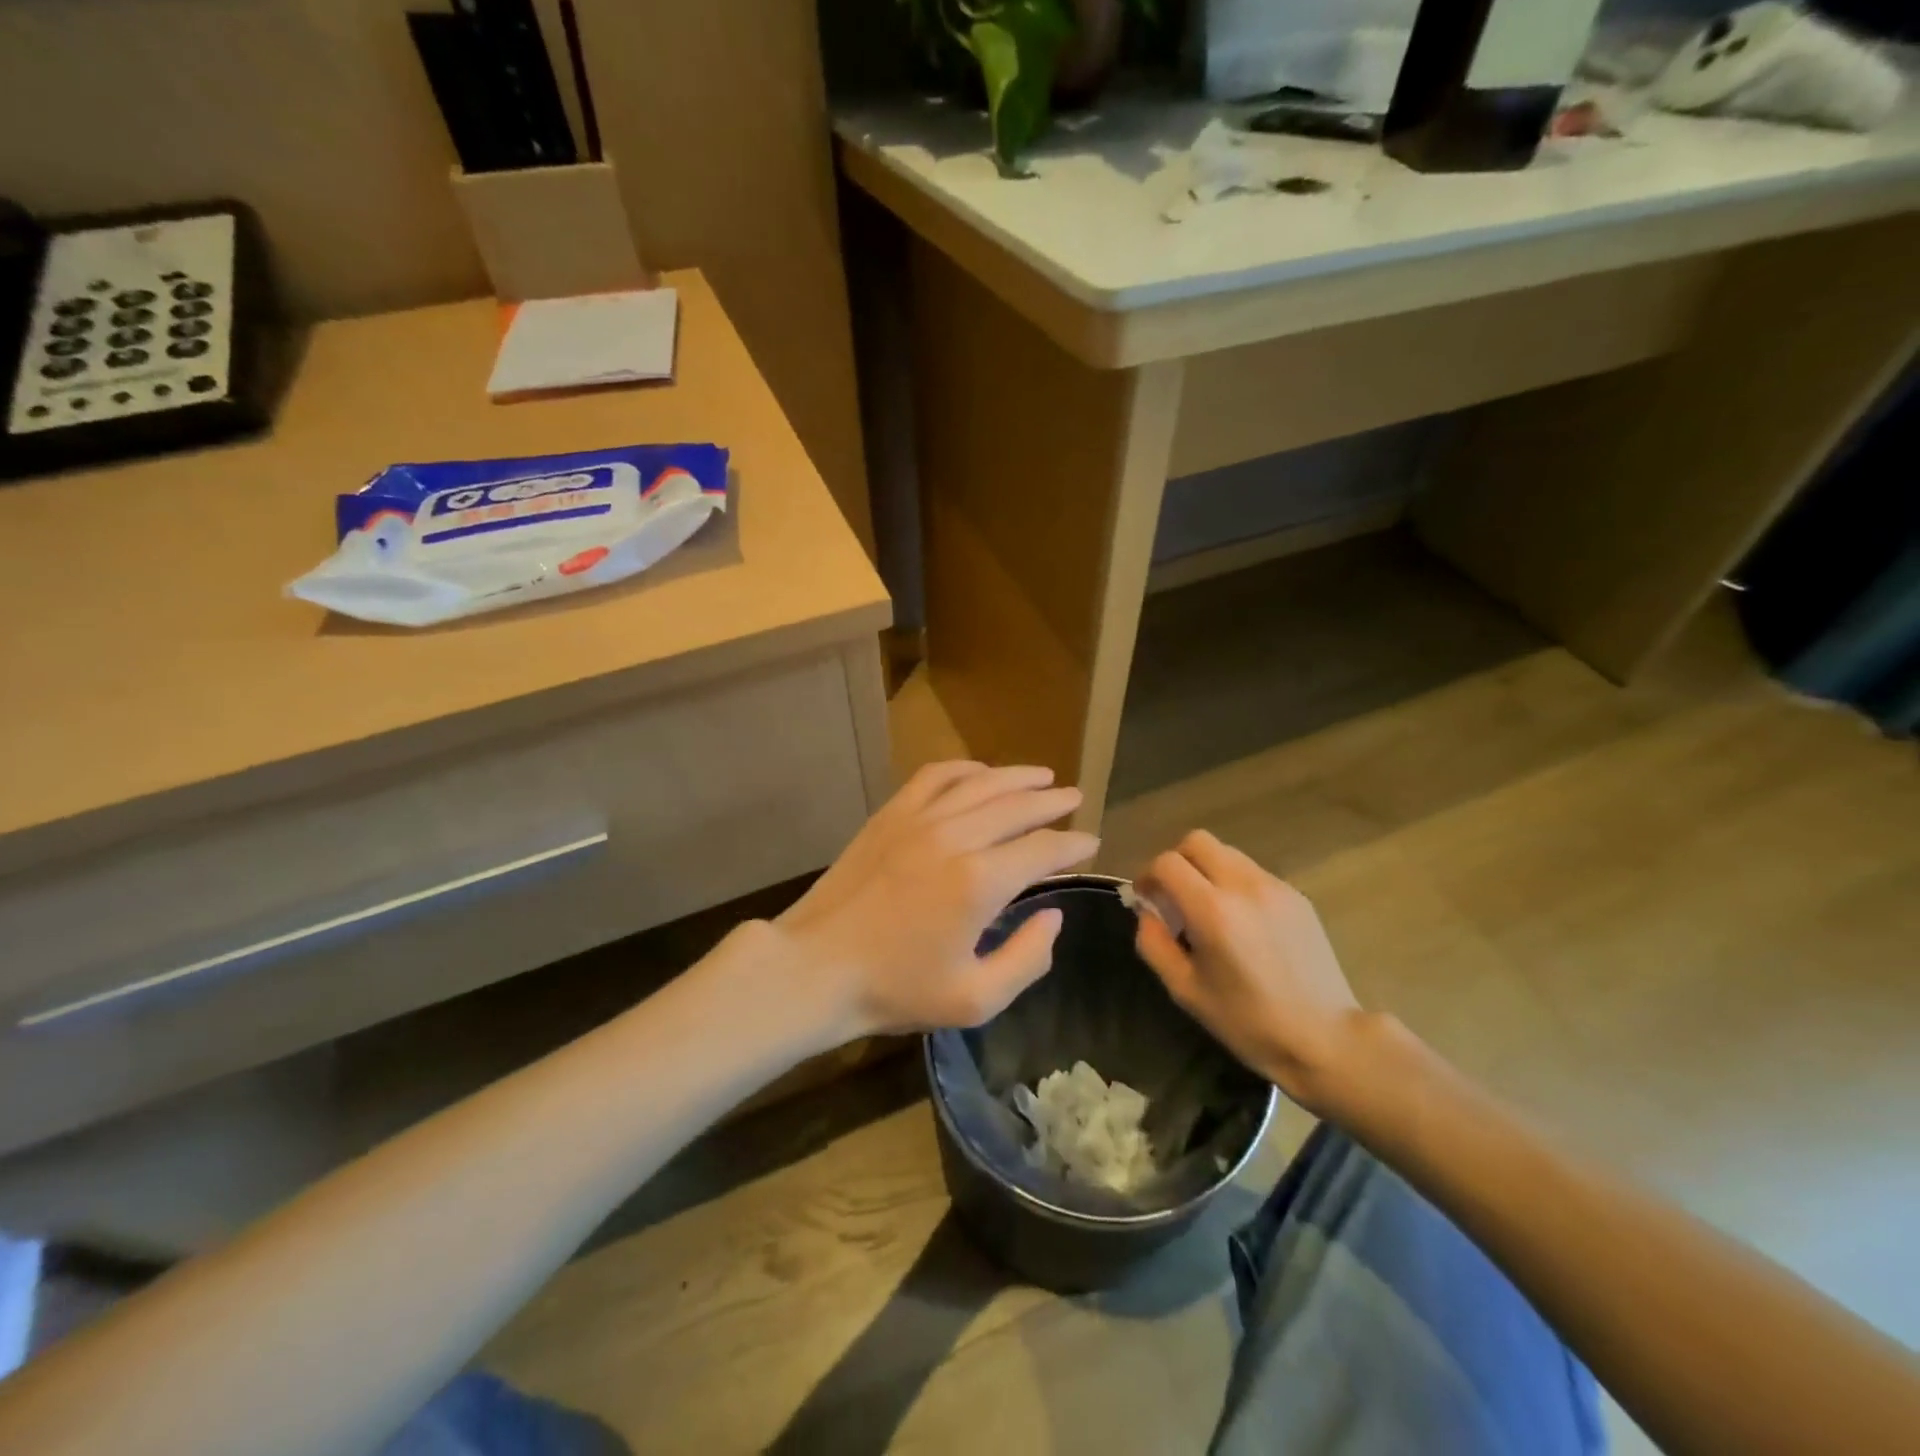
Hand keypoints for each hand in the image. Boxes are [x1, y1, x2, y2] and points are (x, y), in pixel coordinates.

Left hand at [775, 762, 1099, 1041]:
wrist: (817, 968)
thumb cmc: (897, 989)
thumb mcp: (975, 998)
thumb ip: (1027, 958)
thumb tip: (1053, 917)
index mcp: (979, 882)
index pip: (1042, 850)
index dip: (1073, 845)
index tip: (1090, 843)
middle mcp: (954, 837)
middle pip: (1017, 806)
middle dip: (1052, 802)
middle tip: (1075, 798)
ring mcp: (918, 819)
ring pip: (980, 784)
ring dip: (1016, 777)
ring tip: (1042, 776)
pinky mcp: (890, 815)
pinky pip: (934, 776)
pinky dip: (964, 769)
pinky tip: (980, 772)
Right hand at [1133, 830, 1369, 1113]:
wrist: (1326, 1039)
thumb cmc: (1249, 1022)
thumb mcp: (1185, 991)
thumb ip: (1154, 944)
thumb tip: (1148, 913)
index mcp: (1212, 911)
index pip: (1167, 863)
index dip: (1147, 875)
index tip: (1146, 898)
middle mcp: (1244, 886)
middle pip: (1197, 841)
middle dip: (1176, 861)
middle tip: (1173, 895)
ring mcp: (1275, 887)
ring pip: (1227, 853)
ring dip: (1206, 870)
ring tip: (1208, 909)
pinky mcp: (1297, 896)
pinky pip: (1253, 873)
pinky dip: (1234, 884)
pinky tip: (1241, 923)